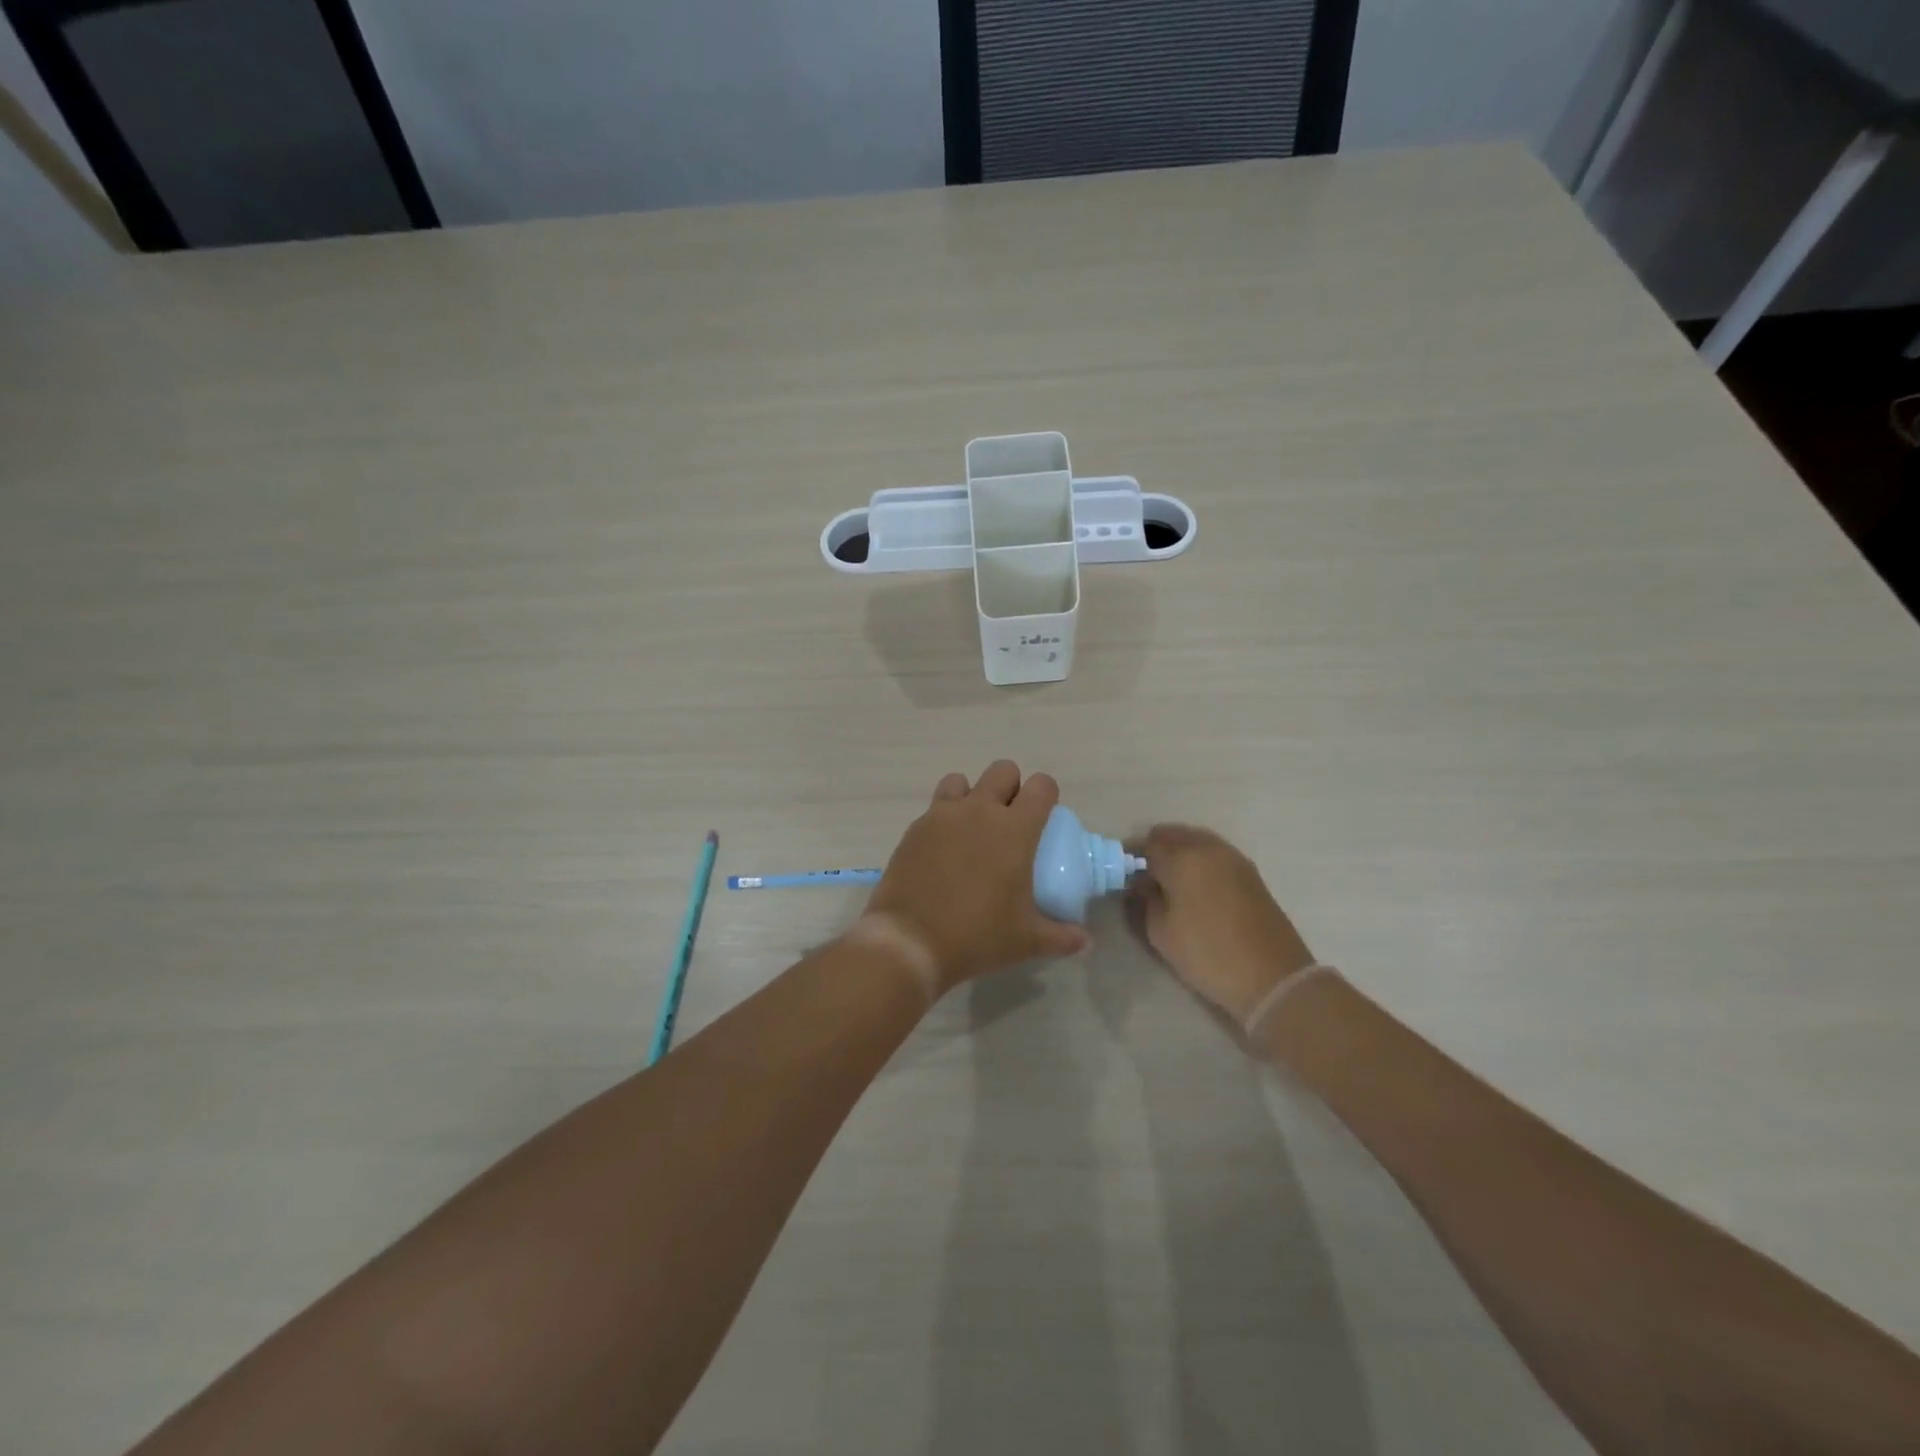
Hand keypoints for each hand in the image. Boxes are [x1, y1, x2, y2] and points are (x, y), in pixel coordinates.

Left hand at [864, 762, 1090, 995]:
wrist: (910, 942)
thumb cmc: (977, 936)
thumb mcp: (1026, 941)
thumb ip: (1062, 937)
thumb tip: (1086, 942)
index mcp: (1014, 829)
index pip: (1041, 786)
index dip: (1047, 795)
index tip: (1044, 817)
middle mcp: (979, 810)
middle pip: (1002, 770)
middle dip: (1011, 787)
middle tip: (1010, 822)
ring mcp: (942, 816)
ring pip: (961, 781)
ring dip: (971, 796)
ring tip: (972, 829)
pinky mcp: (914, 829)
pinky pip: (934, 808)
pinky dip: (943, 820)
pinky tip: (943, 851)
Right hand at [1129, 825, 1316, 1021]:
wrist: (1273, 978)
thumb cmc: (1208, 954)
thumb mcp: (1161, 932)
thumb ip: (1146, 899)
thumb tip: (1143, 882)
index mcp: (1182, 859)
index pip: (1147, 843)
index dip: (1132, 856)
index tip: (1126, 875)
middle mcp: (1208, 848)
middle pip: (1173, 834)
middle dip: (1156, 849)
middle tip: (1147, 877)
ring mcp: (1234, 858)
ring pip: (1197, 840)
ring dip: (1180, 852)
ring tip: (1172, 882)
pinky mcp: (1251, 872)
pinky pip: (1215, 853)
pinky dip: (1201, 860)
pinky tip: (1197, 886)